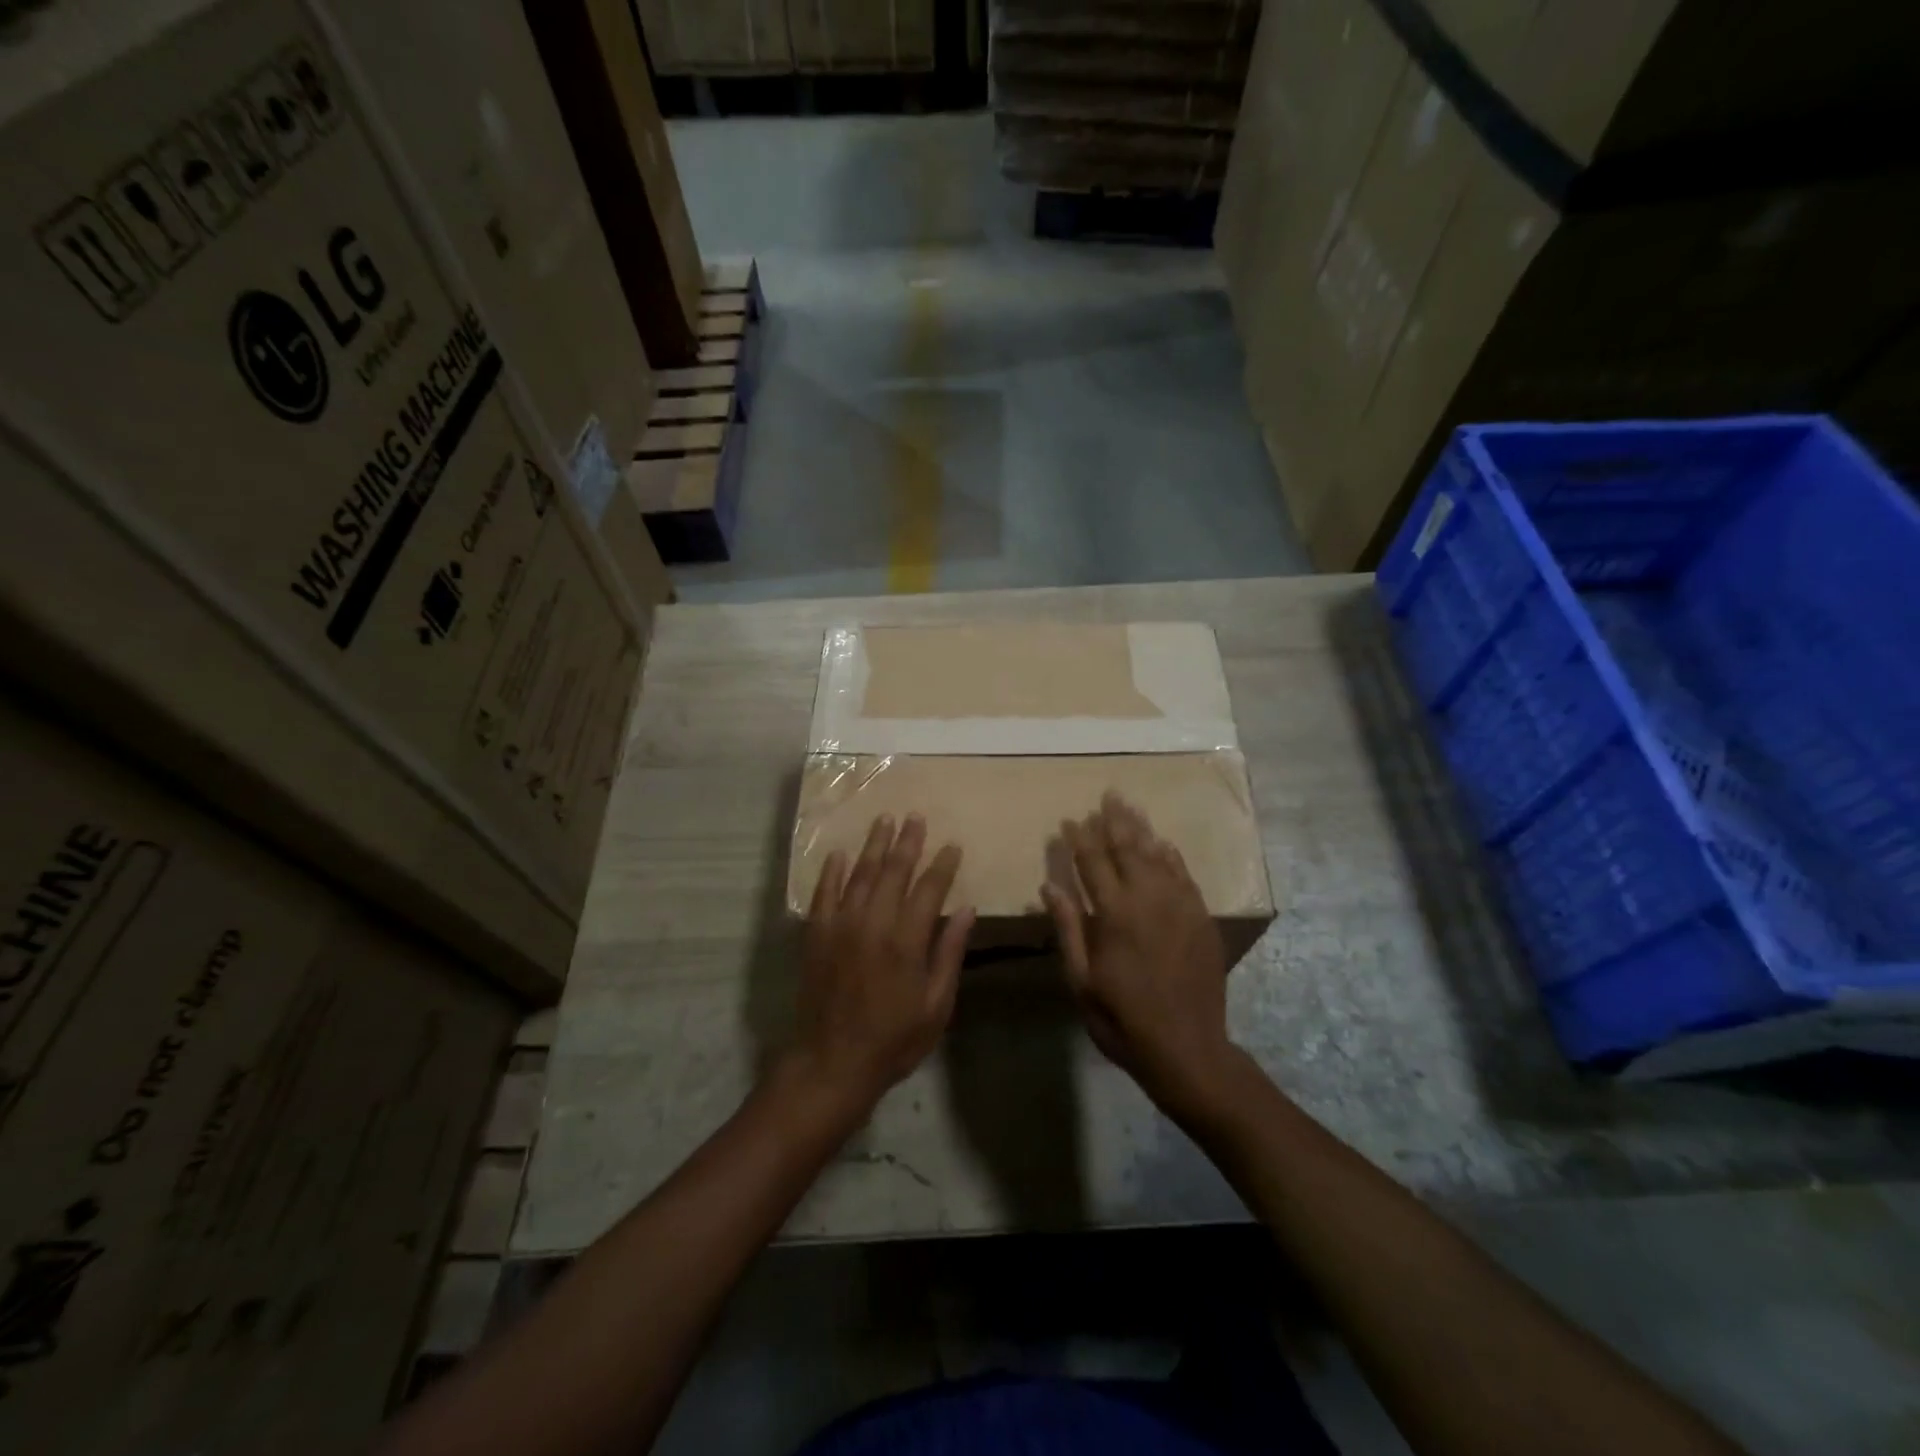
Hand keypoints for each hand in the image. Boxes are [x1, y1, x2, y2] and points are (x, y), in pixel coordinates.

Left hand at [790, 813, 974, 1117]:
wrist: (831, 1062)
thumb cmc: (893, 1039)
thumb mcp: (936, 1005)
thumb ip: (949, 953)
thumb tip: (967, 910)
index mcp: (907, 940)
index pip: (929, 889)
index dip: (942, 865)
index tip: (952, 845)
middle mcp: (873, 923)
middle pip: (893, 871)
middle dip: (907, 842)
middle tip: (916, 817)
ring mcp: (840, 926)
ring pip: (859, 874)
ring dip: (874, 845)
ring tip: (885, 820)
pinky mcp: (816, 935)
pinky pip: (824, 894)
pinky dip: (832, 872)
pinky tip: (839, 854)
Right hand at [1043, 793, 1239, 1123]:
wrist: (1188, 1049)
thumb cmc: (1123, 1019)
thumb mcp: (1082, 981)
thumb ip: (1068, 928)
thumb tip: (1049, 885)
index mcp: (1114, 914)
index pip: (1092, 862)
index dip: (1080, 838)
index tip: (1070, 819)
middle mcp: (1148, 899)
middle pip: (1128, 848)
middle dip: (1114, 820)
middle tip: (1108, 794)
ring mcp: (1180, 906)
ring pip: (1158, 855)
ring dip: (1142, 829)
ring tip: (1131, 807)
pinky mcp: (1201, 918)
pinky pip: (1185, 875)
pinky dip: (1171, 856)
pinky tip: (1163, 843)